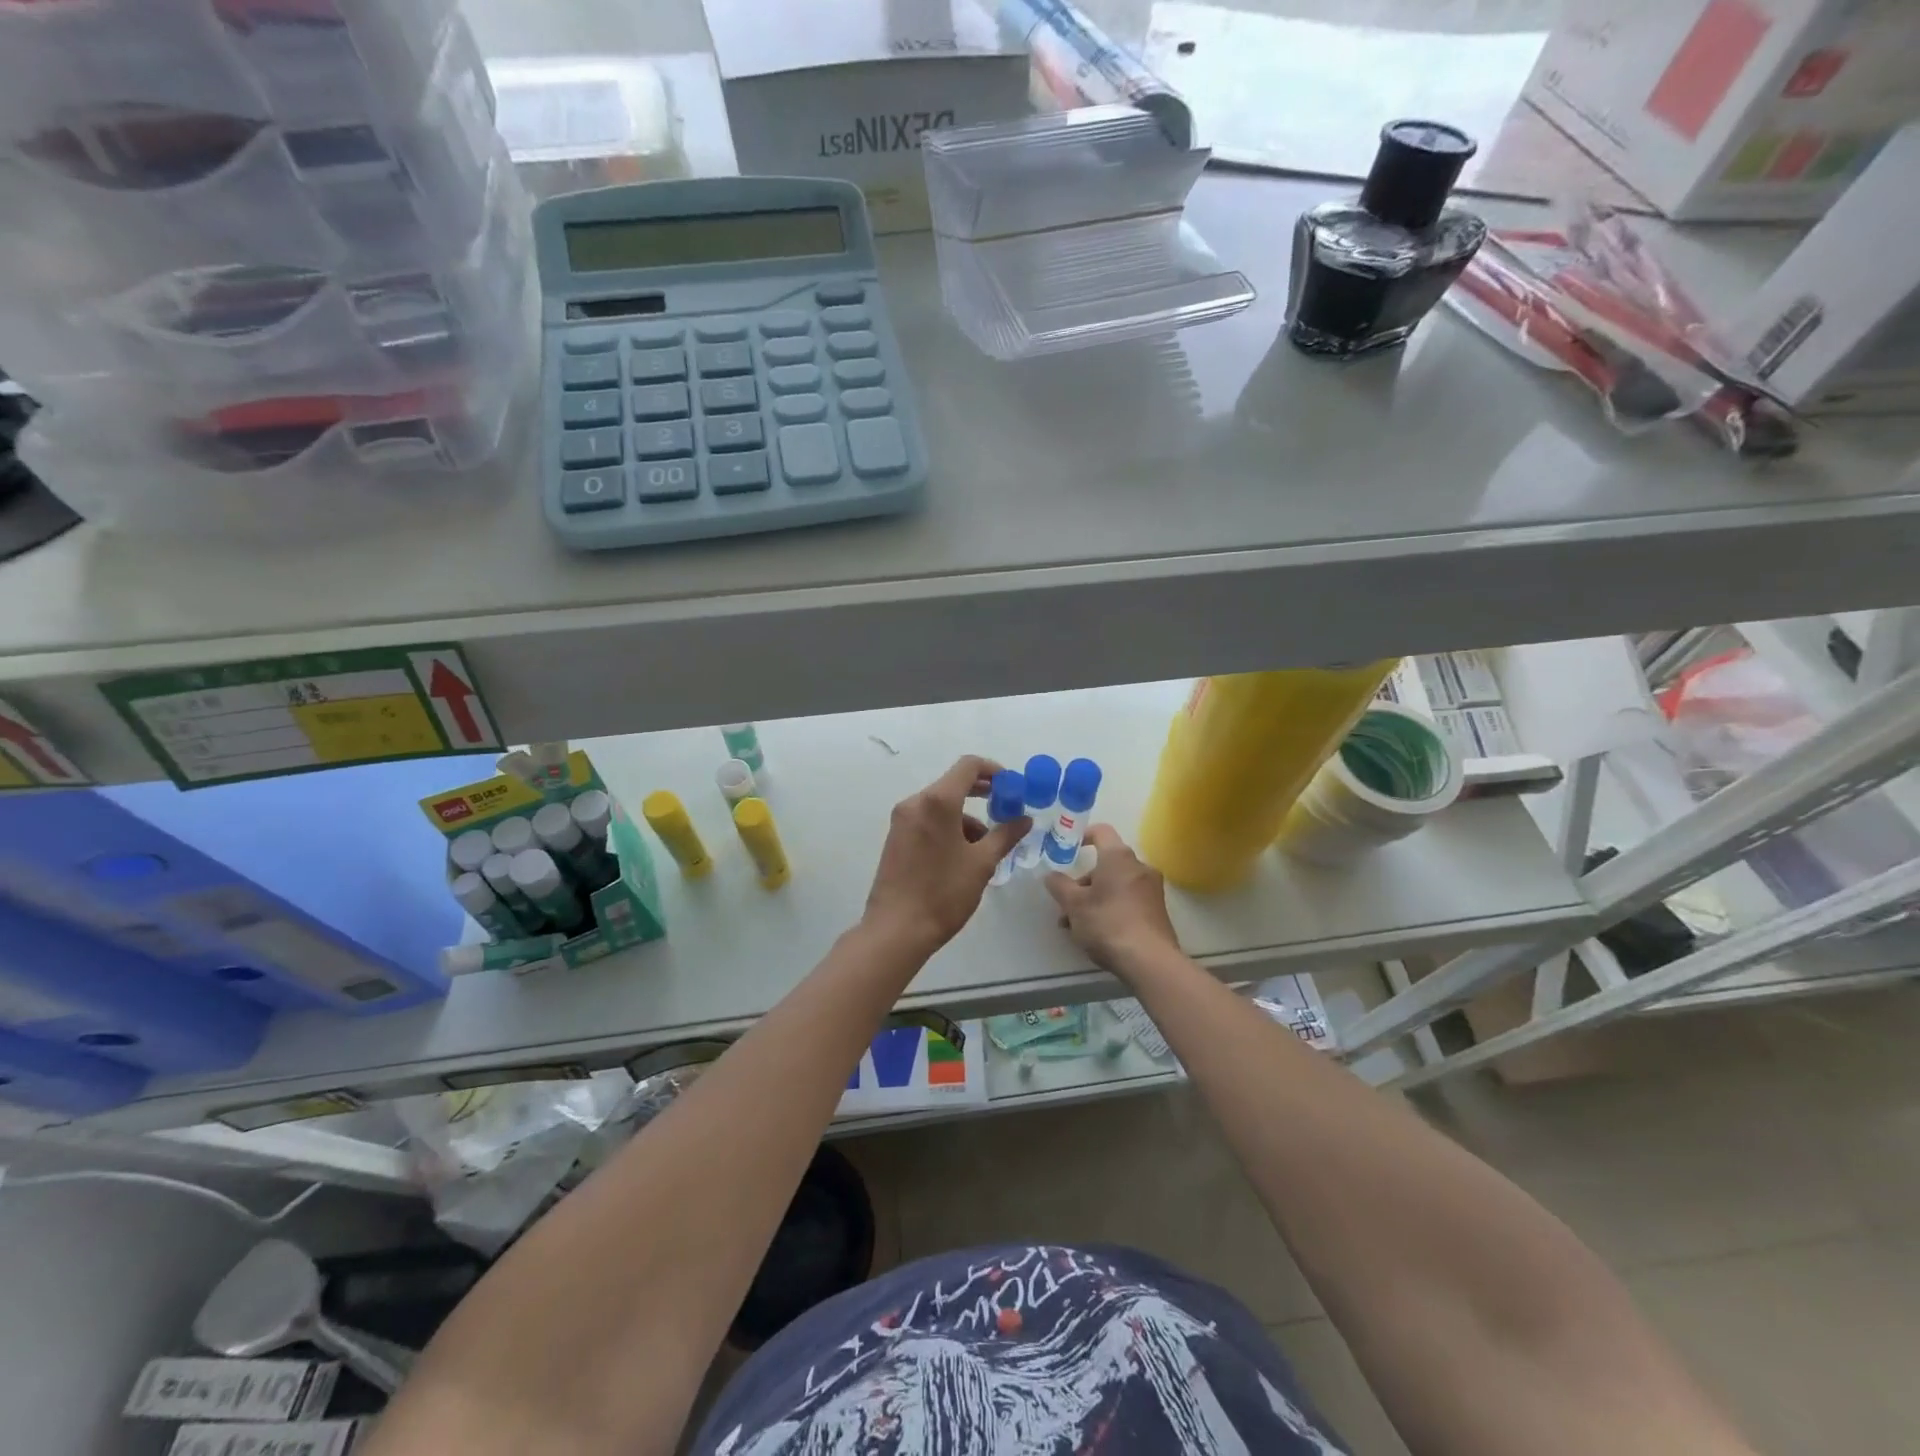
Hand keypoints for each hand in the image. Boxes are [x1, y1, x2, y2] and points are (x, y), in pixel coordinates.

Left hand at [861, 756, 1028, 959]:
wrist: (897, 929)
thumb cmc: (944, 893)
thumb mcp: (982, 863)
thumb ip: (1005, 835)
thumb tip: (1024, 819)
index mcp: (937, 801)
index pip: (968, 766)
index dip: (994, 770)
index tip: (1012, 787)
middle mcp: (915, 803)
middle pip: (953, 784)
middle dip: (982, 794)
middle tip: (1006, 809)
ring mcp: (902, 820)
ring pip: (940, 806)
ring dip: (966, 818)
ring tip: (985, 848)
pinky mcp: (896, 838)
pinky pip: (927, 820)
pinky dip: (948, 827)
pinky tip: (962, 857)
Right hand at [1044, 824, 1180, 976]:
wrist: (1150, 961)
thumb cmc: (1108, 923)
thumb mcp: (1074, 905)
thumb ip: (1059, 886)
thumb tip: (1051, 875)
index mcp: (1119, 857)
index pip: (1101, 831)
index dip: (1082, 836)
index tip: (1068, 848)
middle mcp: (1139, 867)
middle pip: (1106, 864)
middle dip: (1083, 882)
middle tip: (1066, 904)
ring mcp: (1152, 890)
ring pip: (1115, 886)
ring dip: (1094, 899)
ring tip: (1075, 927)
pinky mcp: (1157, 911)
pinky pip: (1128, 901)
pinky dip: (1111, 909)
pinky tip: (1096, 934)